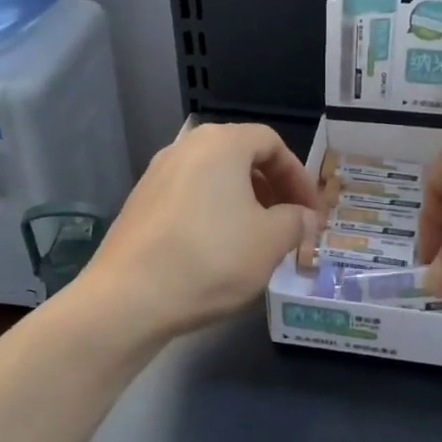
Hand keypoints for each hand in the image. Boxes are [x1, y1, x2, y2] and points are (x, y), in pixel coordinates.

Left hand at [77, 122, 315, 338]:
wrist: (129, 298)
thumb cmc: (211, 259)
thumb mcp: (269, 242)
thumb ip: (295, 222)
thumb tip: (303, 217)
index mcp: (221, 144)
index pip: (272, 143)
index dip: (299, 176)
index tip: (313, 212)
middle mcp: (185, 147)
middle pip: (241, 156)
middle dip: (273, 189)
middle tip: (290, 223)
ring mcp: (156, 175)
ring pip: (214, 179)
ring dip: (244, 203)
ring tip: (259, 239)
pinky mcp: (140, 204)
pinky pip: (189, 198)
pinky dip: (214, 213)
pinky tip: (219, 250)